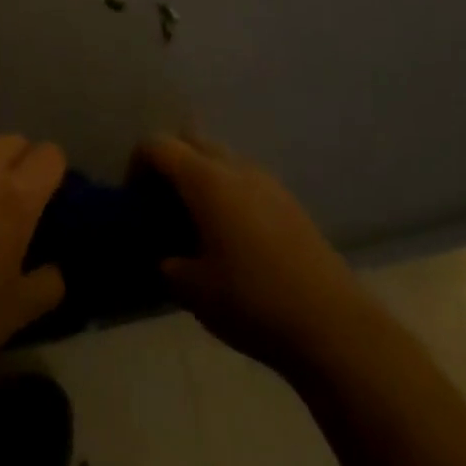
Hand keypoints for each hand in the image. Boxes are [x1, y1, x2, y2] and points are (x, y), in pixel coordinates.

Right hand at [137, 135, 363, 373]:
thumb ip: (167, 263)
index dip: (136, 165)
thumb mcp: (191, 290)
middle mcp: (236, 168)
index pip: (158, 145)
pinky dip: (228, 192)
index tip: (133, 200)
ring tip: (195, 222)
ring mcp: (268, 181)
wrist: (331, 324)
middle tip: (161, 205)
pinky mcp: (290, 201)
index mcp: (206, 181)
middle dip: (170, 164)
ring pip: (222, 158)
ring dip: (201, 176)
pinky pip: (246, 179)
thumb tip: (167, 256)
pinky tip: (231, 236)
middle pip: (192, 141)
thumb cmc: (251, 301)